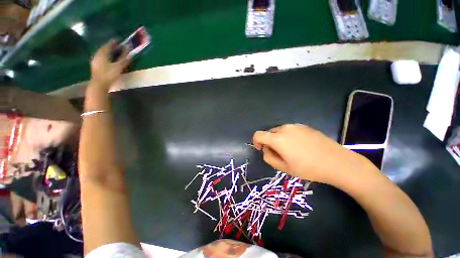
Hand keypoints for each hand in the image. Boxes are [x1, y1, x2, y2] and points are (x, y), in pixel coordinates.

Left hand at [90, 40, 128, 90]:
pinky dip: (105, 57)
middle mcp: (97, 56)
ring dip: (107, 52)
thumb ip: (123, 60)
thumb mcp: (118, 67)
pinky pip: (100, 58)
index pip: (107, 46)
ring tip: (112, 52)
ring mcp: (95, 61)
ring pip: (101, 54)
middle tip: (115, 46)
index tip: (117, 40)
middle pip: (103, 49)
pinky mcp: (95, 66)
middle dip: (109, 47)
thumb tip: (129, 54)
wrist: (99, 85)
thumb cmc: (109, 75)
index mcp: (102, 54)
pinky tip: (108, 59)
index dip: (112, 43)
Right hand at [253, 123, 368, 183]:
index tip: (261, 149)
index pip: (258, 135)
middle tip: (279, 154)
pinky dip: (288, 136)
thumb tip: (266, 150)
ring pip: (279, 131)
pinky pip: (289, 130)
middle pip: (269, 133)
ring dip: (278, 139)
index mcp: (278, 139)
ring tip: (290, 150)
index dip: (256, 142)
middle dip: (269, 142)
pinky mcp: (304, 126)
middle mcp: (284, 128)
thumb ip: (269, 158)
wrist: (337, 162)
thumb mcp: (284, 168)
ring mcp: (295, 126)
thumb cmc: (308, 168)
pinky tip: (299, 146)